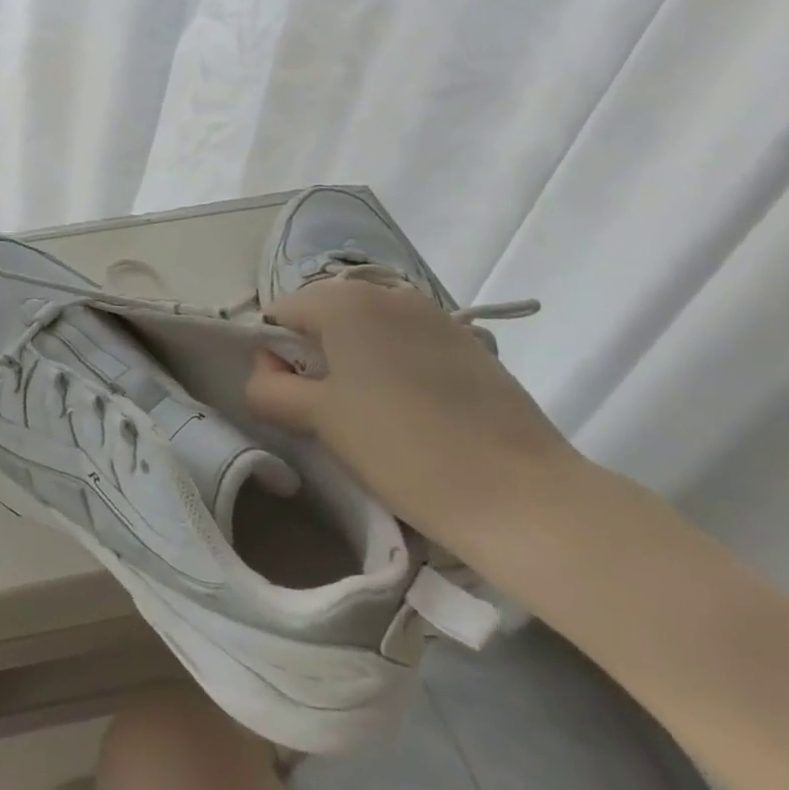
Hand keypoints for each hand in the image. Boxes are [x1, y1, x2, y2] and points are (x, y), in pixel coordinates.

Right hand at [245, 273, 588, 563]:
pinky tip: (411, 411)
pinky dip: (392, 366)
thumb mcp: (319, 418)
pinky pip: (405, 342)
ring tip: (371, 413)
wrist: (523, 496)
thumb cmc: (402, 449)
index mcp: (344, 301)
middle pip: (322, 316)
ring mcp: (433, 315)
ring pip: (365, 330)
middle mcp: (387, 293)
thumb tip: (264, 370)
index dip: (272, 355)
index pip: (278, 314)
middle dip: (313, 356)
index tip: (289, 400)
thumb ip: (270, 386)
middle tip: (328, 410)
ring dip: (353, 361)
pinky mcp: (467, 343)